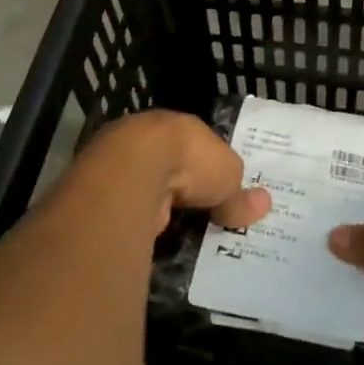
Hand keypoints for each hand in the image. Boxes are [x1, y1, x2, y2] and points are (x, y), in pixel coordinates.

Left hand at [83, 110, 270, 235]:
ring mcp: (118, 163)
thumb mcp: (229, 178)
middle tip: (197, 216)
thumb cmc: (189, 161)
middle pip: (168, 166)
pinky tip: (149, 237)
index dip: (208, 168)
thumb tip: (264, 204)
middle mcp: (146, 139)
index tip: (217, 190)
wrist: (134, 170)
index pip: (197, 146)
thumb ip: (239, 194)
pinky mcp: (99, 191)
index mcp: (179, 127)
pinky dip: (138, 221)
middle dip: (181, 189)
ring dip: (157, 206)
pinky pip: (126, 208)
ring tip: (175, 233)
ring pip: (144, 187)